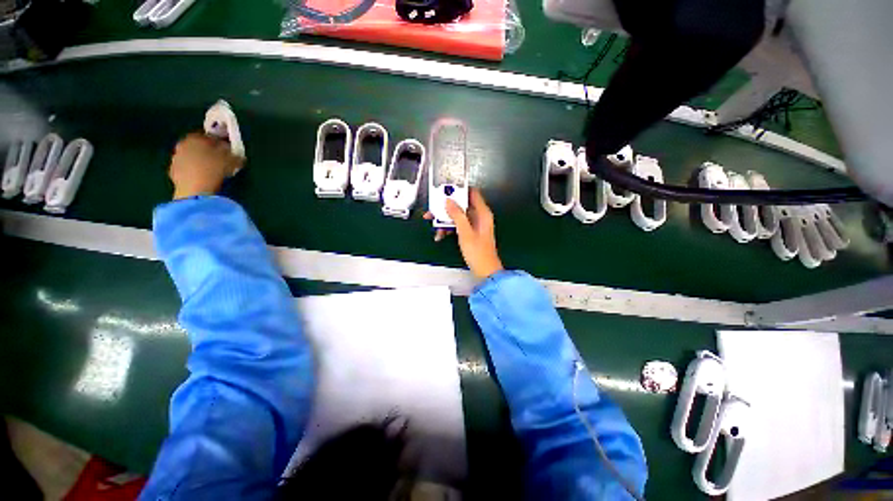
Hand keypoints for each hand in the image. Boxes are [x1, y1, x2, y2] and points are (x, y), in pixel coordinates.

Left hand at [169, 133, 243, 199]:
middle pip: (198, 146)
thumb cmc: (214, 169)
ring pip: (191, 157)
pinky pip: (187, 169)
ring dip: (200, 162)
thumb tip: (236, 155)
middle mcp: (183, 144)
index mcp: (196, 138)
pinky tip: (202, 178)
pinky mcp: (173, 172)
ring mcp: (176, 158)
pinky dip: (193, 171)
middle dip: (208, 152)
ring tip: (212, 171)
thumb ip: (234, 155)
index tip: (228, 150)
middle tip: (219, 160)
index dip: (220, 143)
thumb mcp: (232, 161)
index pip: (210, 137)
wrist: (194, 189)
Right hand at [425, 189, 503, 279]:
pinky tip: (441, 234)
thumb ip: (457, 215)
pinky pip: (457, 225)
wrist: (484, 270)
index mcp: (483, 213)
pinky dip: (449, 228)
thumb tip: (449, 201)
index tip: (447, 189)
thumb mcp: (465, 232)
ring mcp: (474, 225)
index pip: (472, 193)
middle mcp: (479, 217)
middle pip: (461, 205)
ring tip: (435, 225)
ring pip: (457, 216)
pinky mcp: (469, 232)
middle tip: (435, 209)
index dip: (460, 189)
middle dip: (447, 207)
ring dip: (446, 220)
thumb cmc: (479, 253)